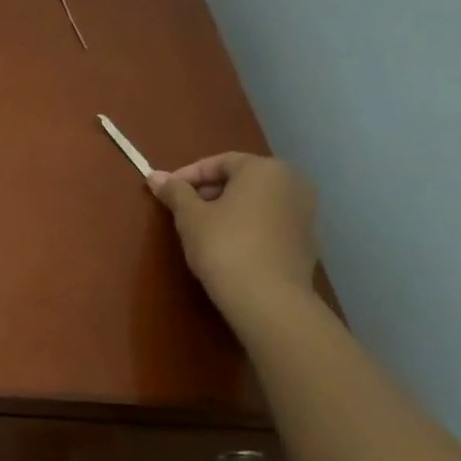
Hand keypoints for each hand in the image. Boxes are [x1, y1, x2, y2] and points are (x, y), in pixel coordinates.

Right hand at [148, 153, 319, 318]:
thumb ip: (175, 192)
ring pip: (257, 200)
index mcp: (265, 169)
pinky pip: (269, 221)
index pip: (219, 162)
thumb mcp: (190, 216)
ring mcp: (305, 212)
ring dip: (228, 208)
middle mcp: (292, 183)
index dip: (187, 175)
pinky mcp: (306, 239)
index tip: (166, 192)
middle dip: (209, 191)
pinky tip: (228, 245)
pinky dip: (247, 225)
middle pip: (241, 179)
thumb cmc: (224, 245)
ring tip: (202, 228)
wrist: (268, 298)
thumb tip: (154, 176)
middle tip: (182, 210)